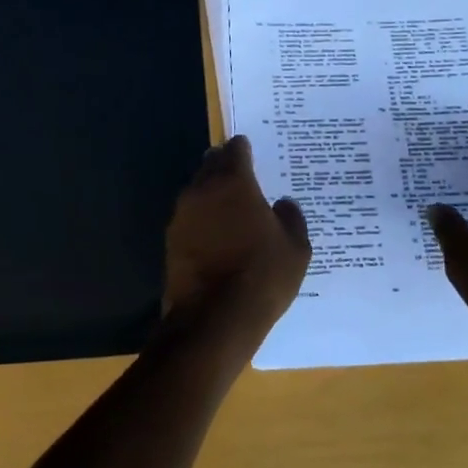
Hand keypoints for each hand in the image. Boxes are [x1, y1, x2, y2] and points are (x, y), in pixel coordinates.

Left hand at [161, 136, 311, 355]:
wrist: (214, 319)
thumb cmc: (262, 275)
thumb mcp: (296, 248)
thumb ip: (291, 218)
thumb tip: (283, 204)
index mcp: (233, 182)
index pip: (235, 150)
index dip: (244, 149)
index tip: (251, 151)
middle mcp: (201, 190)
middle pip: (211, 165)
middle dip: (224, 166)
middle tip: (241, 175)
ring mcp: (181, 216)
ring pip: (197, 191)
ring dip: (211, 193)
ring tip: (230, 207)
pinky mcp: (171, 241)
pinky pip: (190, 218)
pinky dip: (202, 219)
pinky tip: (216, 234)